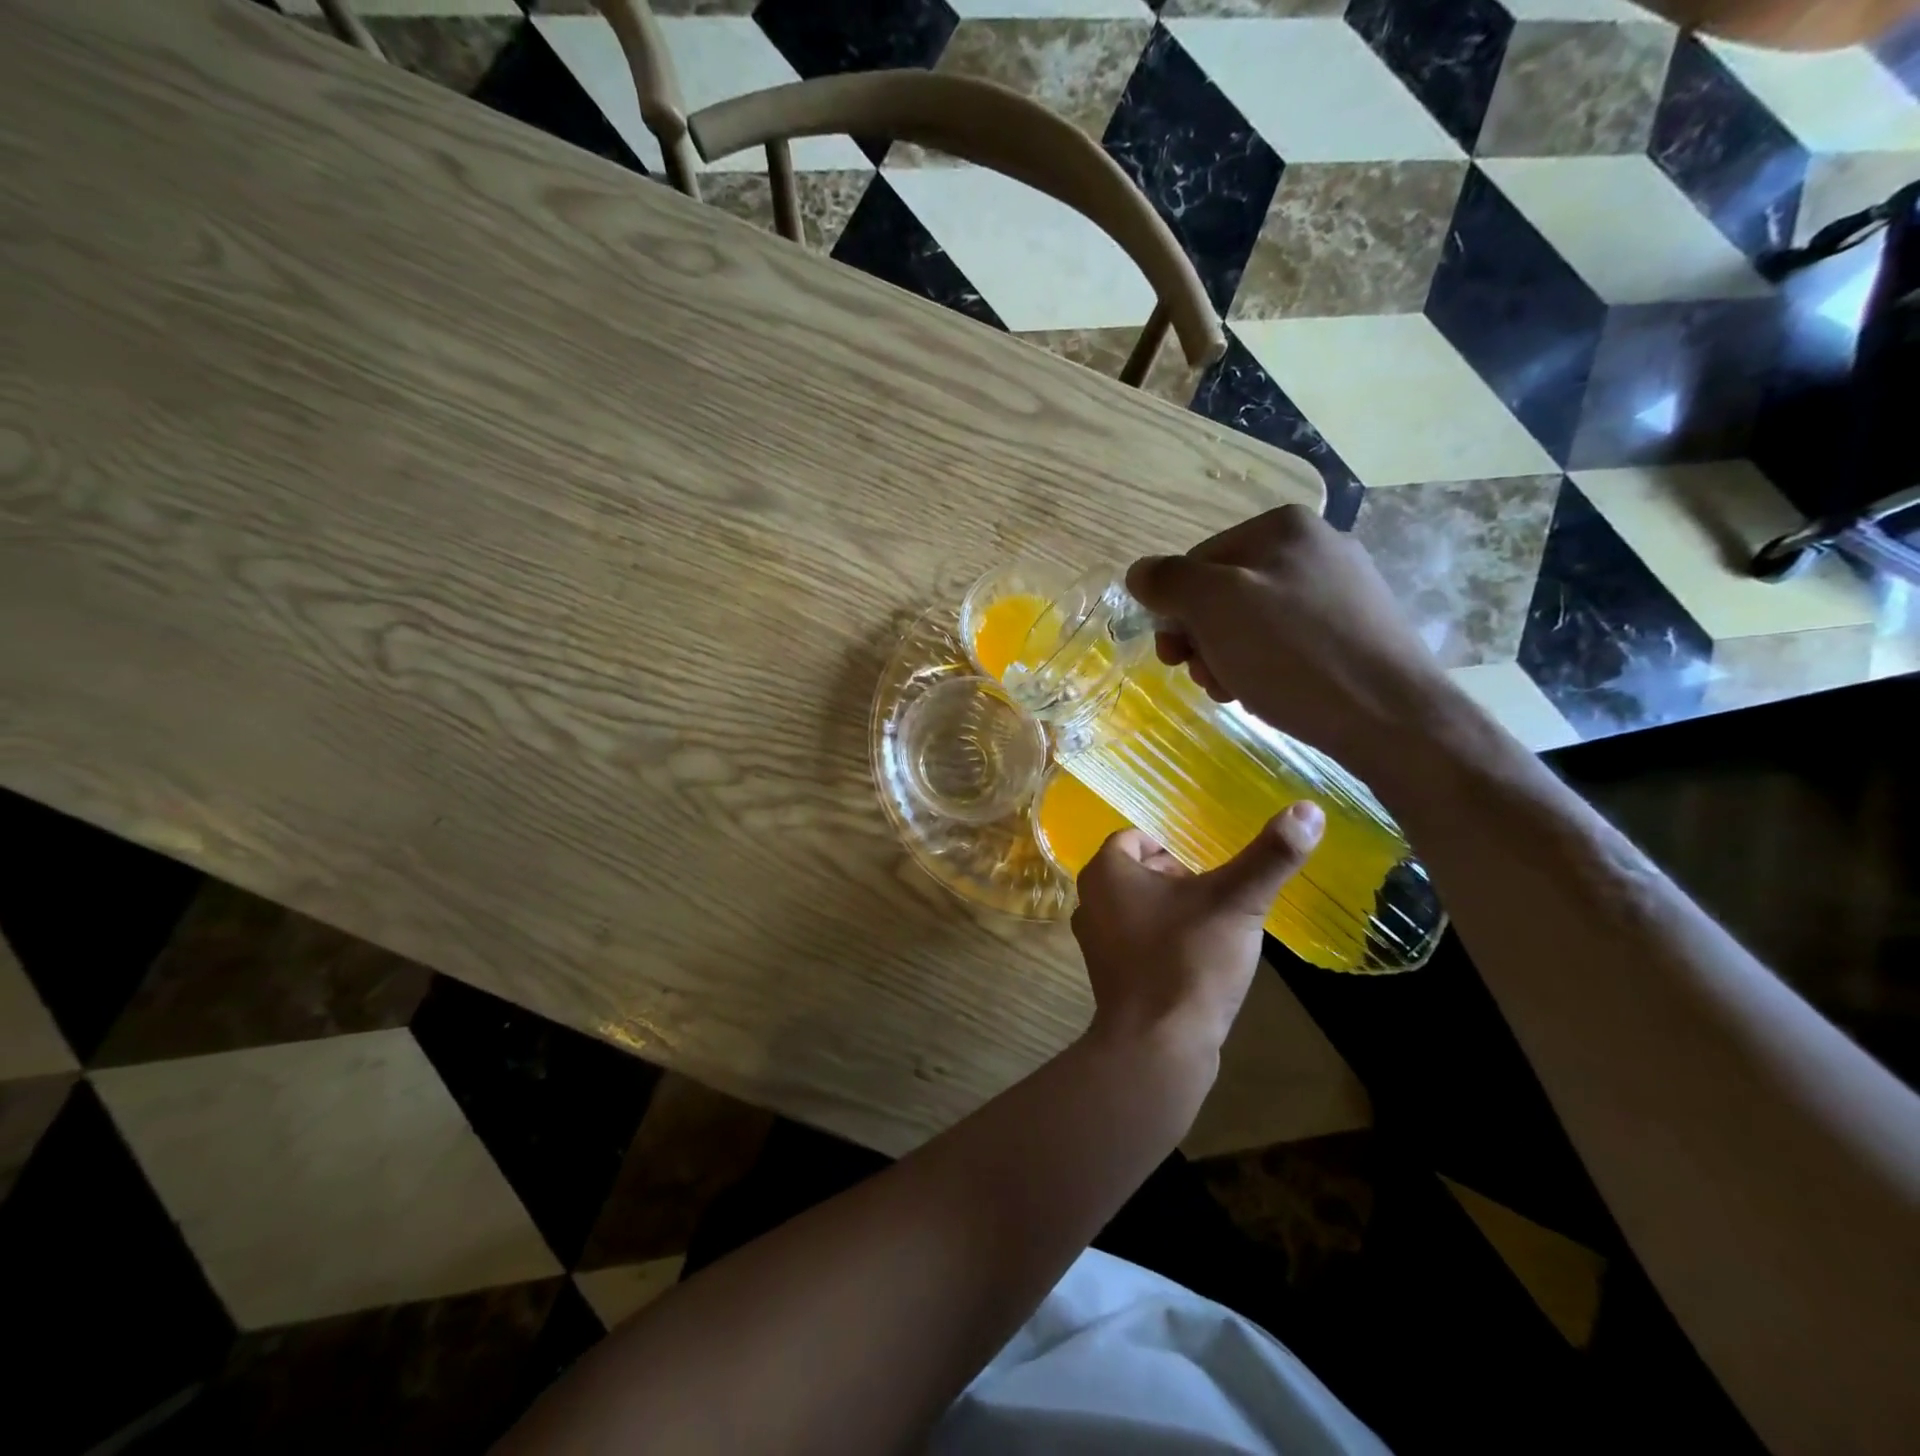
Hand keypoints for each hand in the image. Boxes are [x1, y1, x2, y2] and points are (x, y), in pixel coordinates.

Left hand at [1071, 803, 1324, 1056]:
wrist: (1157, 1048)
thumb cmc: (1188, 961)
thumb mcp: (1236, 902)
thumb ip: (1270, 856)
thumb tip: (1308, 809)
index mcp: (1106, 872)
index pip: (1136, 838)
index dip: (1174, 846)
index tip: (1209, 865)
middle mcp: (1090, 901)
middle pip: (1138, 872)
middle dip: (1177, 878)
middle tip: (1218, 894)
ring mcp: (1095, 942)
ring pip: (1138, 907)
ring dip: (1173, 910)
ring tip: (1213, 926)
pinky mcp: (1109, 976)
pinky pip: (1138, 941)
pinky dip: (1164, 941)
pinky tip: (1198, 960)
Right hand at [1126, 506, 1451, 776]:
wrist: (1391, 717)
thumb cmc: (1294, 655)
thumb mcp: (1215, 608)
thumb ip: (1169, 581)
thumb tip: (1139, 571)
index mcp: (1281, 528)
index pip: (1195, 562)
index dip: (1175, 611)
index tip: (1175, 657)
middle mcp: (1314, 547)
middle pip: (1223, 593)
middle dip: (1203, 640)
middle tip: (1207, 679)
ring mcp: (1340, 589)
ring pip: (1252, 621)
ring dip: (1228, 658)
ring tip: (1237, 692)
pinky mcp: (1355, 630)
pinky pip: (1286, 642)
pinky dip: (1265, 667)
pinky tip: (1269, 694)